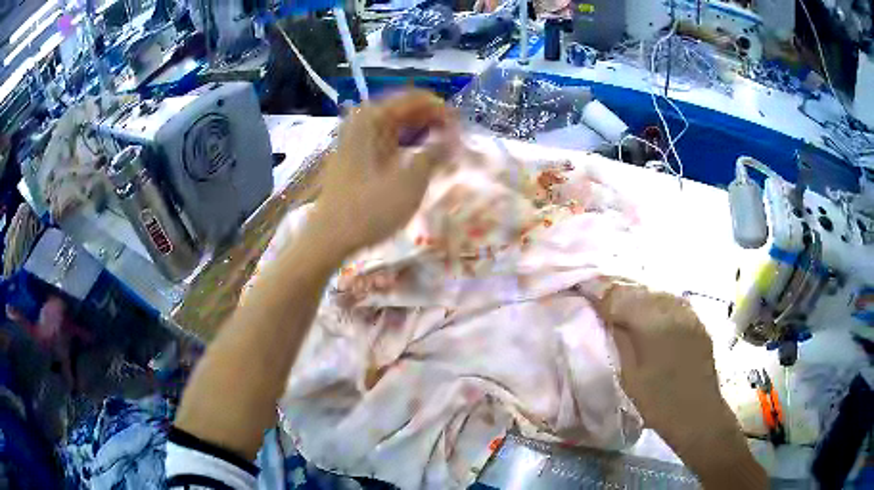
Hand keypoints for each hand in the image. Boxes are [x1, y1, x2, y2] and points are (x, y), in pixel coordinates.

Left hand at [307, 90, 457, 259]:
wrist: (329, 237)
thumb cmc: (370, 209)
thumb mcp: (410, 182)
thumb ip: (435, 154)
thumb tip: (454, 138)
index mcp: (371, 120)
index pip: (412, 99)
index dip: (439, 107)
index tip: (460, 121)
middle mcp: (360, 123)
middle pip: (401, 109)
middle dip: (430, 117)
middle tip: (454, 132)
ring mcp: (354, 141)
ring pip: (392, 125)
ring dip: (417, 129)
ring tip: (441, 141)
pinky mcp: (354, 158)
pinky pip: (384, 140)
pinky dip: (403, 143)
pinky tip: (416, 154)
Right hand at [601, 284, 724, 442]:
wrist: (697, 413)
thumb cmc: (658, 401)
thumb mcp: (629, 375)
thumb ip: (618, 339)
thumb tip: (606, 316)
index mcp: (653, 322)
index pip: (619, 296)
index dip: (600, 294)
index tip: (584, 294)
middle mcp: (672, 308)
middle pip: (638, 290)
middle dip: (618, 293)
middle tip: (601, 301)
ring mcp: (688, 312)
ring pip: (656, 293)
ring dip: (637, 297)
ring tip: (623, 307)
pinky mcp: (697, 319)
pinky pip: (671, 302)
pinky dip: (656, 304)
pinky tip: (649, 315)